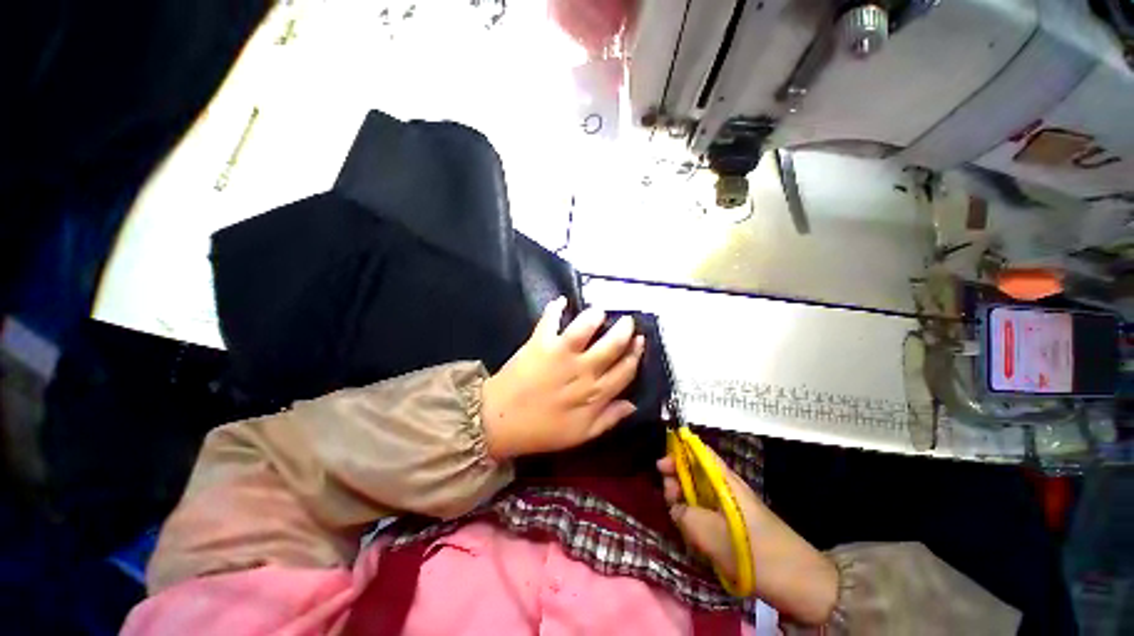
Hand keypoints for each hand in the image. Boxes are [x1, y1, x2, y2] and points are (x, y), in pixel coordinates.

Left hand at [481, 297, 644, 459]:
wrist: (499, 421)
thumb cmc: (542, 430)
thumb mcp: (581, 434)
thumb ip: (609, 419)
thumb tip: (632, 405)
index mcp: (595, 393)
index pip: (626, 369)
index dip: (636, 354)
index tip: (639, 342)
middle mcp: (583, 369)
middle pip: (613, 344)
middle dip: (624, 329)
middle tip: (627, 320)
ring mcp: (561, 353)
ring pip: (586, 327)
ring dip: (595, 316)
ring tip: (598, 312)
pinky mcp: (540, 343)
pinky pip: (550, 320)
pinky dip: (555, 308)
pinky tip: (561, 301)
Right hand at [658, 450, 838, 624]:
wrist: (801, 585)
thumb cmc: (755, 553)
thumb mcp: (710, 533)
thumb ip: (684, 515)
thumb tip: (675, 508)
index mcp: (724, 480)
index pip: (698, 452)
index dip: (677, 452)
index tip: (661, 466)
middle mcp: (727, 488)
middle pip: (694, 473)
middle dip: (677, 482)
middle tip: (671, 501)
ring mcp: (732, 508)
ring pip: (699, 496)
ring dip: (685, 506)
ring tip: (683, 525)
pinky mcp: (735, 527)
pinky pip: (708, 516)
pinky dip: (697, 522)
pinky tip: (695, 539)